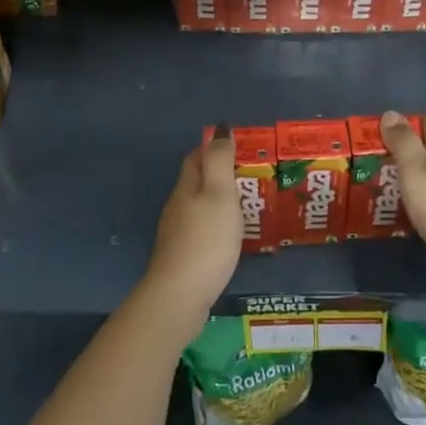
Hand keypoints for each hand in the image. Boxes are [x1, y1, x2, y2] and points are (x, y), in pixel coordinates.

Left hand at [143, 132, 244, 334]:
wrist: (180, 294)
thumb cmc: (206, 239)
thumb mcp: (219, 194)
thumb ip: (219, 161)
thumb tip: (219, 130)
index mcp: (187, 187)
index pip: (196, 157)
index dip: (212, 147)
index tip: (236, 144)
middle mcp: (177, 205)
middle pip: (195, 180)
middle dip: (217, 173)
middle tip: (247, 173)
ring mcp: (177, 232)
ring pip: (197, 206)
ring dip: (217, 200)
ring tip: (245, 203)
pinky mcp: (182, 256)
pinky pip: (200, 229)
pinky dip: (215, 224)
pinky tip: (229, 235)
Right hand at [381, 110, 425, 311]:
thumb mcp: (417, 170)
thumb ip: (403, 143)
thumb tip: (392, 113)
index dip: (408, 121)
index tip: (382, 128)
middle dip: (405, 152)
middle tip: (371, 161)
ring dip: (411, 179)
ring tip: (381, 188)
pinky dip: (420, 202)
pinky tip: (406, 214)